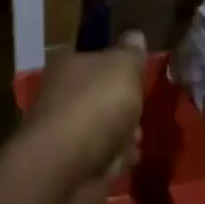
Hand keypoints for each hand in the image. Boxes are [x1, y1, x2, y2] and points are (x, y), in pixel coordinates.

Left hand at [20, 32, 147, 203]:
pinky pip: (106, 156)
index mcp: (68, 66)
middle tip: (140, 107)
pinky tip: (126, 159)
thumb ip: (131, 53)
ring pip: (108, 128)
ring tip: (134, 137)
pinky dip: (118, 159)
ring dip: (126, 134)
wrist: (68, 168)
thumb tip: (135, 35)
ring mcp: (68, 133)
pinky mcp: (76, 165)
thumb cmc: (95, 106)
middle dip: (127, 105)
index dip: (117, 64)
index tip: (138, 71)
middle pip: (103, 96)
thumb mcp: (123, 68)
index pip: (93, 57)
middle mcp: (63, 96)